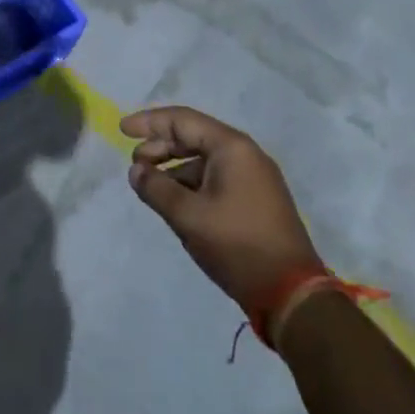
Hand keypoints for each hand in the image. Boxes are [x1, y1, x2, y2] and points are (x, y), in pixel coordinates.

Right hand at [122, 106, 323, 316]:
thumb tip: (136, 171)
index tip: (122, 130)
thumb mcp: (188, 216)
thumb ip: (156, 188)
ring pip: (204, 159)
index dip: (149, 122)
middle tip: (135, 165)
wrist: (292, 293)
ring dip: (174, 167)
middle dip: (160, 146)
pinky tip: (176, 202)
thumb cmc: (237, 245)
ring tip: (151, 186)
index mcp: (232, 147)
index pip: (182, 120)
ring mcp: (254, 177)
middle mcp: (245, 154)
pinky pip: (216, 178)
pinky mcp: (256, 199)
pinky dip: (191, 183)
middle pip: (194, 136)